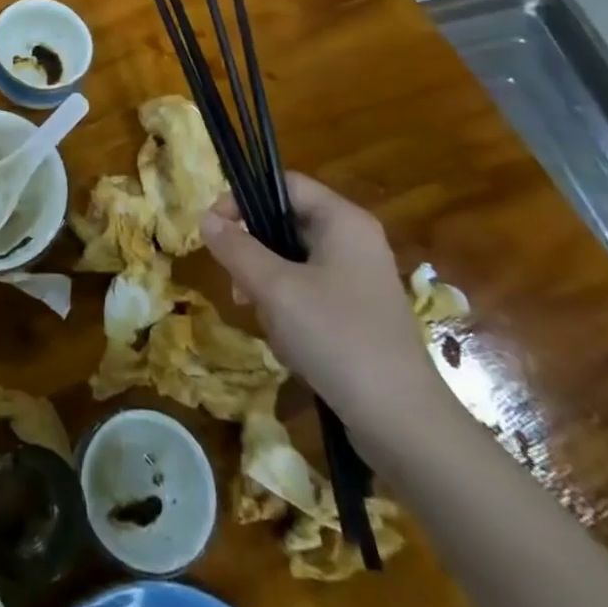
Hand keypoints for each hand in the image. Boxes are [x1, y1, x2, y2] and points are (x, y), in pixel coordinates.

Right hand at [201, 174, 454, 446]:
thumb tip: (205, 218)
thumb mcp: (275, 288)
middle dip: (254, 253)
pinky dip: (289, 309)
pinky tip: (286, 342)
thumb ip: (236, 247)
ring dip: (267, 286)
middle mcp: (355, 241)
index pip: (284, 184)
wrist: (402, 422)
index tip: (214, 228)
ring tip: (261, 318)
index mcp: (343, 221)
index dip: (243, 197)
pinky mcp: (358, 313)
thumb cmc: (336, 337)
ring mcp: (359, 279)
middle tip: (235, 283)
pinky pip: (309, 292)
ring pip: (293, 262)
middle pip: (286, 223)